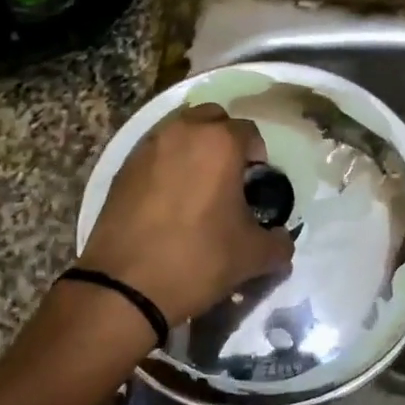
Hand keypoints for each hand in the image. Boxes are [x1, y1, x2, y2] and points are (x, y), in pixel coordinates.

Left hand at [78, 104, 293, 326]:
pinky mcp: (122, 167)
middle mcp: (182, 132)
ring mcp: (147, 147)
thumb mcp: (253, 256)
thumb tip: (282, 239)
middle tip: (228, 178)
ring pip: (179, 132)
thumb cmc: (199, 260)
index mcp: (219, 142)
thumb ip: (279, 242)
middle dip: (224, 140)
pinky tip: (168, 201)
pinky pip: (154, 153)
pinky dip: (166, 165)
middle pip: (211, 118)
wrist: (126, 286)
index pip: (249, 132)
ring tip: (196, 188)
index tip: (254, 186)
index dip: (257, 157)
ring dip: (193, 149)